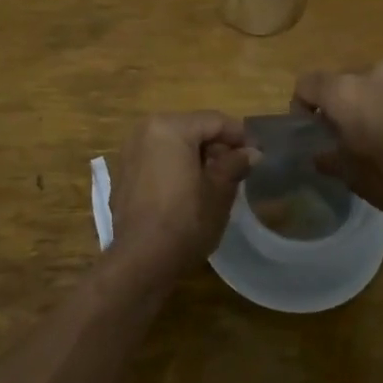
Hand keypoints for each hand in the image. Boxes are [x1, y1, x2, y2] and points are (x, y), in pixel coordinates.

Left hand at [110, 112, 255, 268]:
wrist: (141, 260)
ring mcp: (130, 152)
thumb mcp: (219, 192)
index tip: (258, 153)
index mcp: (170, 127)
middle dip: (217, 145)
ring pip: (173, 143)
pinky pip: (157, 159)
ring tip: (217, 179)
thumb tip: (252, 152)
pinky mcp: (123, 173)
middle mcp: (145, 131)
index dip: (240, 136)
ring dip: (196, 156)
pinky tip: (190, 189)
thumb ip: (235, 164)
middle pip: (192, 129)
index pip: (214, 121)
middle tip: (239, 168)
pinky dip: (175, 166)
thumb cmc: (185, 221)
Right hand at [293, 64, 382, 222]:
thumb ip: (331, 159)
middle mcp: (374, 73)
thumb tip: (320, 155)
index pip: (307, 83)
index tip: (312, 128)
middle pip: (344, 81)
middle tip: (349, 135)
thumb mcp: (354, 178)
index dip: (302, 104)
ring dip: (374, 103)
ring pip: (378, 84)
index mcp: (345, 92)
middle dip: (341, 104)